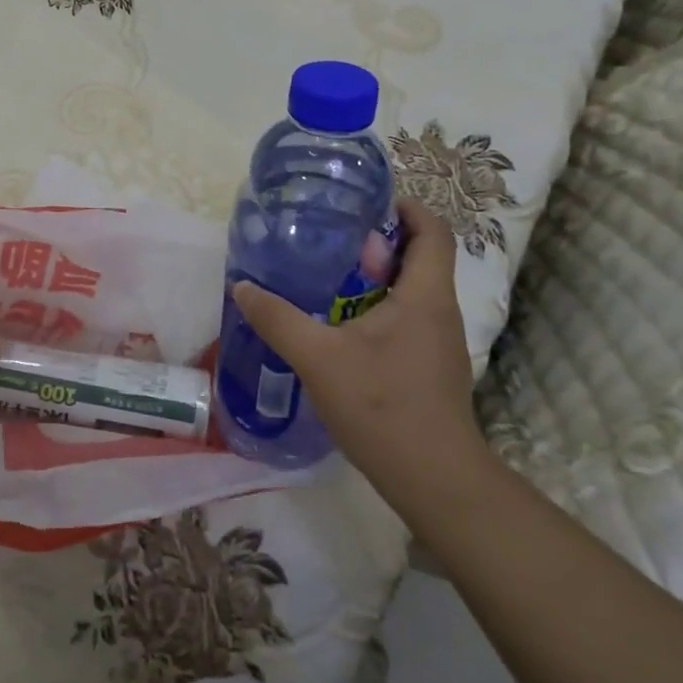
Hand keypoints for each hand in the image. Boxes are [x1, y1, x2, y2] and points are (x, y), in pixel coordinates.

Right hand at [231, 200, 484, 500]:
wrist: (434, 480)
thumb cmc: (383, 406)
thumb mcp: (319, 358)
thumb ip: (278, 319)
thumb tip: (243, 287)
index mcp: (425, 296)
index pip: (434, 232)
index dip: (407, 208)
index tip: (367, 202)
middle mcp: (439, 311)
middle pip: (421, 257)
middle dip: (379, 241)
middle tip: (332, 236)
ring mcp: (438, 342)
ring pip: (412, 290)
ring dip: (376, 276)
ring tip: (328, 275)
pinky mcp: (429, 367)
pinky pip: (407, 318)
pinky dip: (378, 307)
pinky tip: (340, 325)